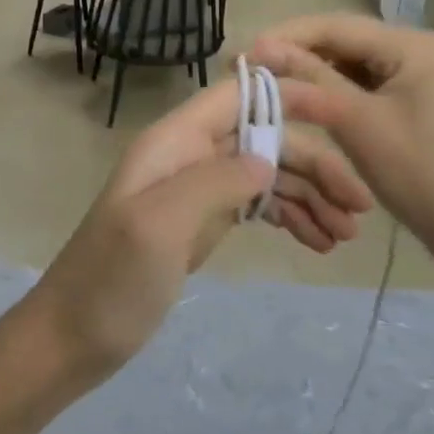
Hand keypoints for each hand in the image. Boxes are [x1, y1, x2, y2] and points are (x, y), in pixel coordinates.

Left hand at [11, 76, 372, 390]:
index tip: (345, 116)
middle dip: (314, 164)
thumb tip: (268, 157)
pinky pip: (255, 206)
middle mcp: (188, 156)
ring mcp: (196, 191)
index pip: (239, 95)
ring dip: (308, 196)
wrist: (73, 337)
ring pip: (265, 173)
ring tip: (345, 236)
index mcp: (174, 142)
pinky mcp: (202, 224)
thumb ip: (215, 181)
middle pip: (263, 138)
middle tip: (360, 208)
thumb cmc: (112, 282)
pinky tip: (317, 242)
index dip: (291, 96)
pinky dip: (288, 217)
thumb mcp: (160, 226)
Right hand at [250, 14, 433, 298]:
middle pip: (339, 41)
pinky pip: (356, 87)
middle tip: (245, 73)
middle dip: (292, 54)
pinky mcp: (405, 103)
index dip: (283, 37)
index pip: (333, 25)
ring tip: (263, 87)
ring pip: (345, 65)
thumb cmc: (421, 174)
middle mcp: (411, 50)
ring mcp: (410, 77)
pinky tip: (298, 104)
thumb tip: (259, 48)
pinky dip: (326, 94)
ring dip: (306, 74)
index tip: (240, 56)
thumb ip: (310, 81)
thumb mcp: (358, 123)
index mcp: (409, 45)